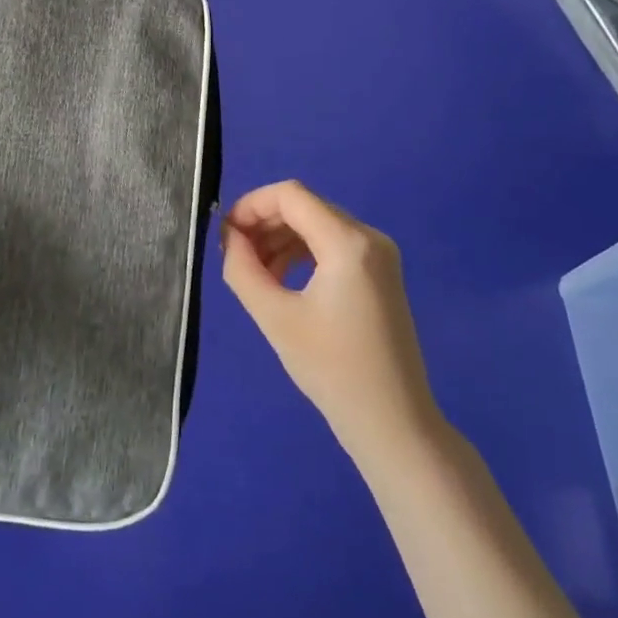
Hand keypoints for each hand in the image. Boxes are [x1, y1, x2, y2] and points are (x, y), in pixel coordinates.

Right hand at [222, 181, 447, 469]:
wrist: (392, 422)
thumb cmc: (331, 369)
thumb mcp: (274, 316)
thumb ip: (242, 268)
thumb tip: (229, 237)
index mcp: (348, 243)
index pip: (290, 195)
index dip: (251, 205)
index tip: (225, 234)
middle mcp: (369, 237)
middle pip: (303, 206)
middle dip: (263, 223)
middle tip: (233, 254)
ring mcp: (379, 254)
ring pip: (315, 224)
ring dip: (279, 239)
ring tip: (253, 272)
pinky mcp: (379, 272)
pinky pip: (331, 243)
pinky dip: (300, 252)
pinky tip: (279, 279)